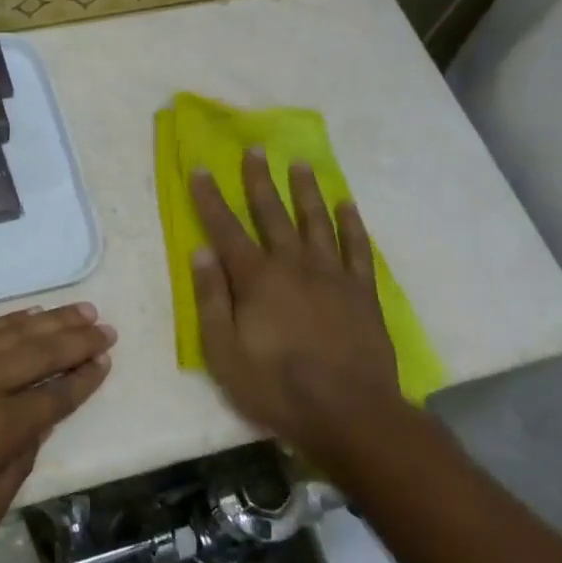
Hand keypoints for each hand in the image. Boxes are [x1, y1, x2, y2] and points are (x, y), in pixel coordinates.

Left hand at [0, 303, 114, 556]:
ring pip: (14, 332)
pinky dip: (10, 320)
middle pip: (43, 353)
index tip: (104, 362)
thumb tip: (33, 434)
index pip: (55, 397)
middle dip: (78, 339)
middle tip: (104, 327)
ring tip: (79, 310)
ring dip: (51, 320)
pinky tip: (27, 314)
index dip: (84, 379)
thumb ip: (13, 474)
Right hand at [189, 151, 407, 462]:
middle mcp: (293, 265)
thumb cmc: (277, 387)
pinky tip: (346, 205)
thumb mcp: (224, 352)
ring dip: (305, 191)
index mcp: (256, 278)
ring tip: (300, 164)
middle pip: (272, 213)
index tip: (199, 168)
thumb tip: (201, 252)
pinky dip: (351, 224)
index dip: (209, 198)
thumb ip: (212, 298)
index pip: (225, 229)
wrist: (350, 414)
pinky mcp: (361, 291)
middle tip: (255, 148)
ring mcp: (332, 275)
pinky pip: (357, 248)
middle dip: (259, 179)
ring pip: (316, 221)